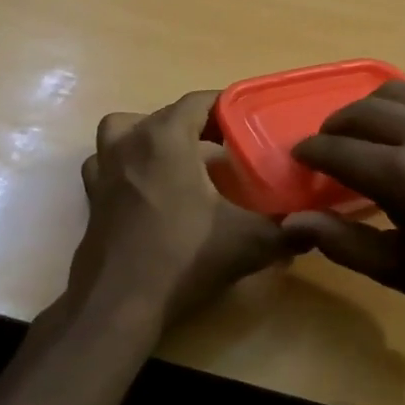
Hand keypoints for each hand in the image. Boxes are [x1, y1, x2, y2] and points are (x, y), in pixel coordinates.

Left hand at [68, 91, 295, 333]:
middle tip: (228, 149)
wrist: (119, 304)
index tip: (250, 124)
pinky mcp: (91, 197)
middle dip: (198, 125)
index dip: (227, 107)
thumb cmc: (183, 258)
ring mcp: (104, 169)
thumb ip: (286, 231)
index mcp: (165, 138)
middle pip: (166, 115)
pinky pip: (108, 164)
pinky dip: (127, 166)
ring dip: (152, 137)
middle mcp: (129, 142)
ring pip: (126, 132)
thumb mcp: (247, 243)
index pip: (199, 101)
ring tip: (179, 161)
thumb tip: (313, 229)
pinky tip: (149, 191)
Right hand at [285, 81, 404, 321]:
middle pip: (359, 111)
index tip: (300, 160)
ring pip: (394, 92)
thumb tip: (294, 221)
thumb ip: (343, 242)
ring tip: (365, 131)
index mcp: (401, 175)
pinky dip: (404, 110)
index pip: (334, 149)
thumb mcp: (404, 270)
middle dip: (332, 127)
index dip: (309, 152)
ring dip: (367, 108)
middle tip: (327, 147)